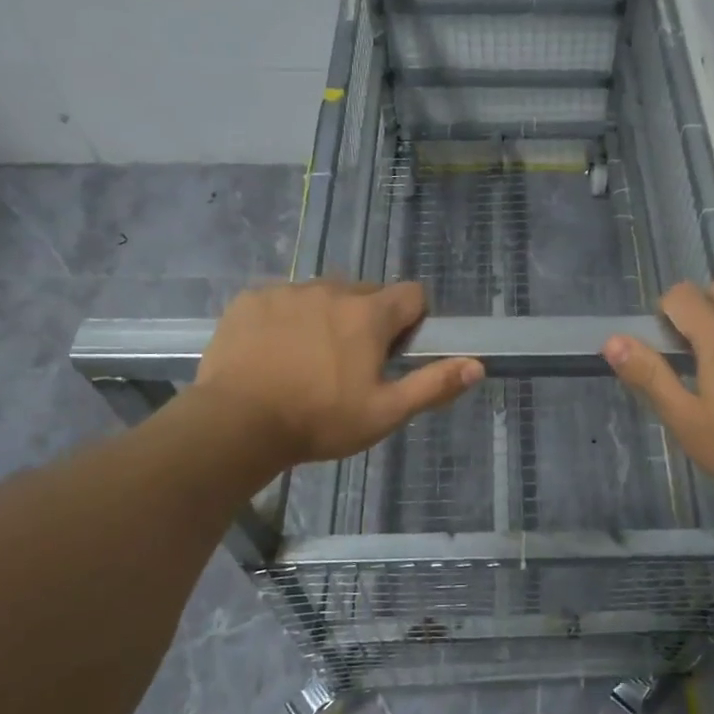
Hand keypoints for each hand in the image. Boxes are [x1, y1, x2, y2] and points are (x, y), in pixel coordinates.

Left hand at [188, 280, 482, 473]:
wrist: (235, 423)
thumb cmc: (319, 421)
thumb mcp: (385, 413)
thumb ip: (433, 385)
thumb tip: (478, 365)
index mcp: (369, 314)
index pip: (412, 294)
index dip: (412, 320)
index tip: (395, 351)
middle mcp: (332, 290)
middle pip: (366, 292)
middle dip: (368, 319)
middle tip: (350, 363)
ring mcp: (288, 291)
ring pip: (323, 294)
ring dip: (326, 316)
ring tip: (307, 360)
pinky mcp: (251, 299)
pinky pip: (282, 299)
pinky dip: (286, 318)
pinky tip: (272, 353)